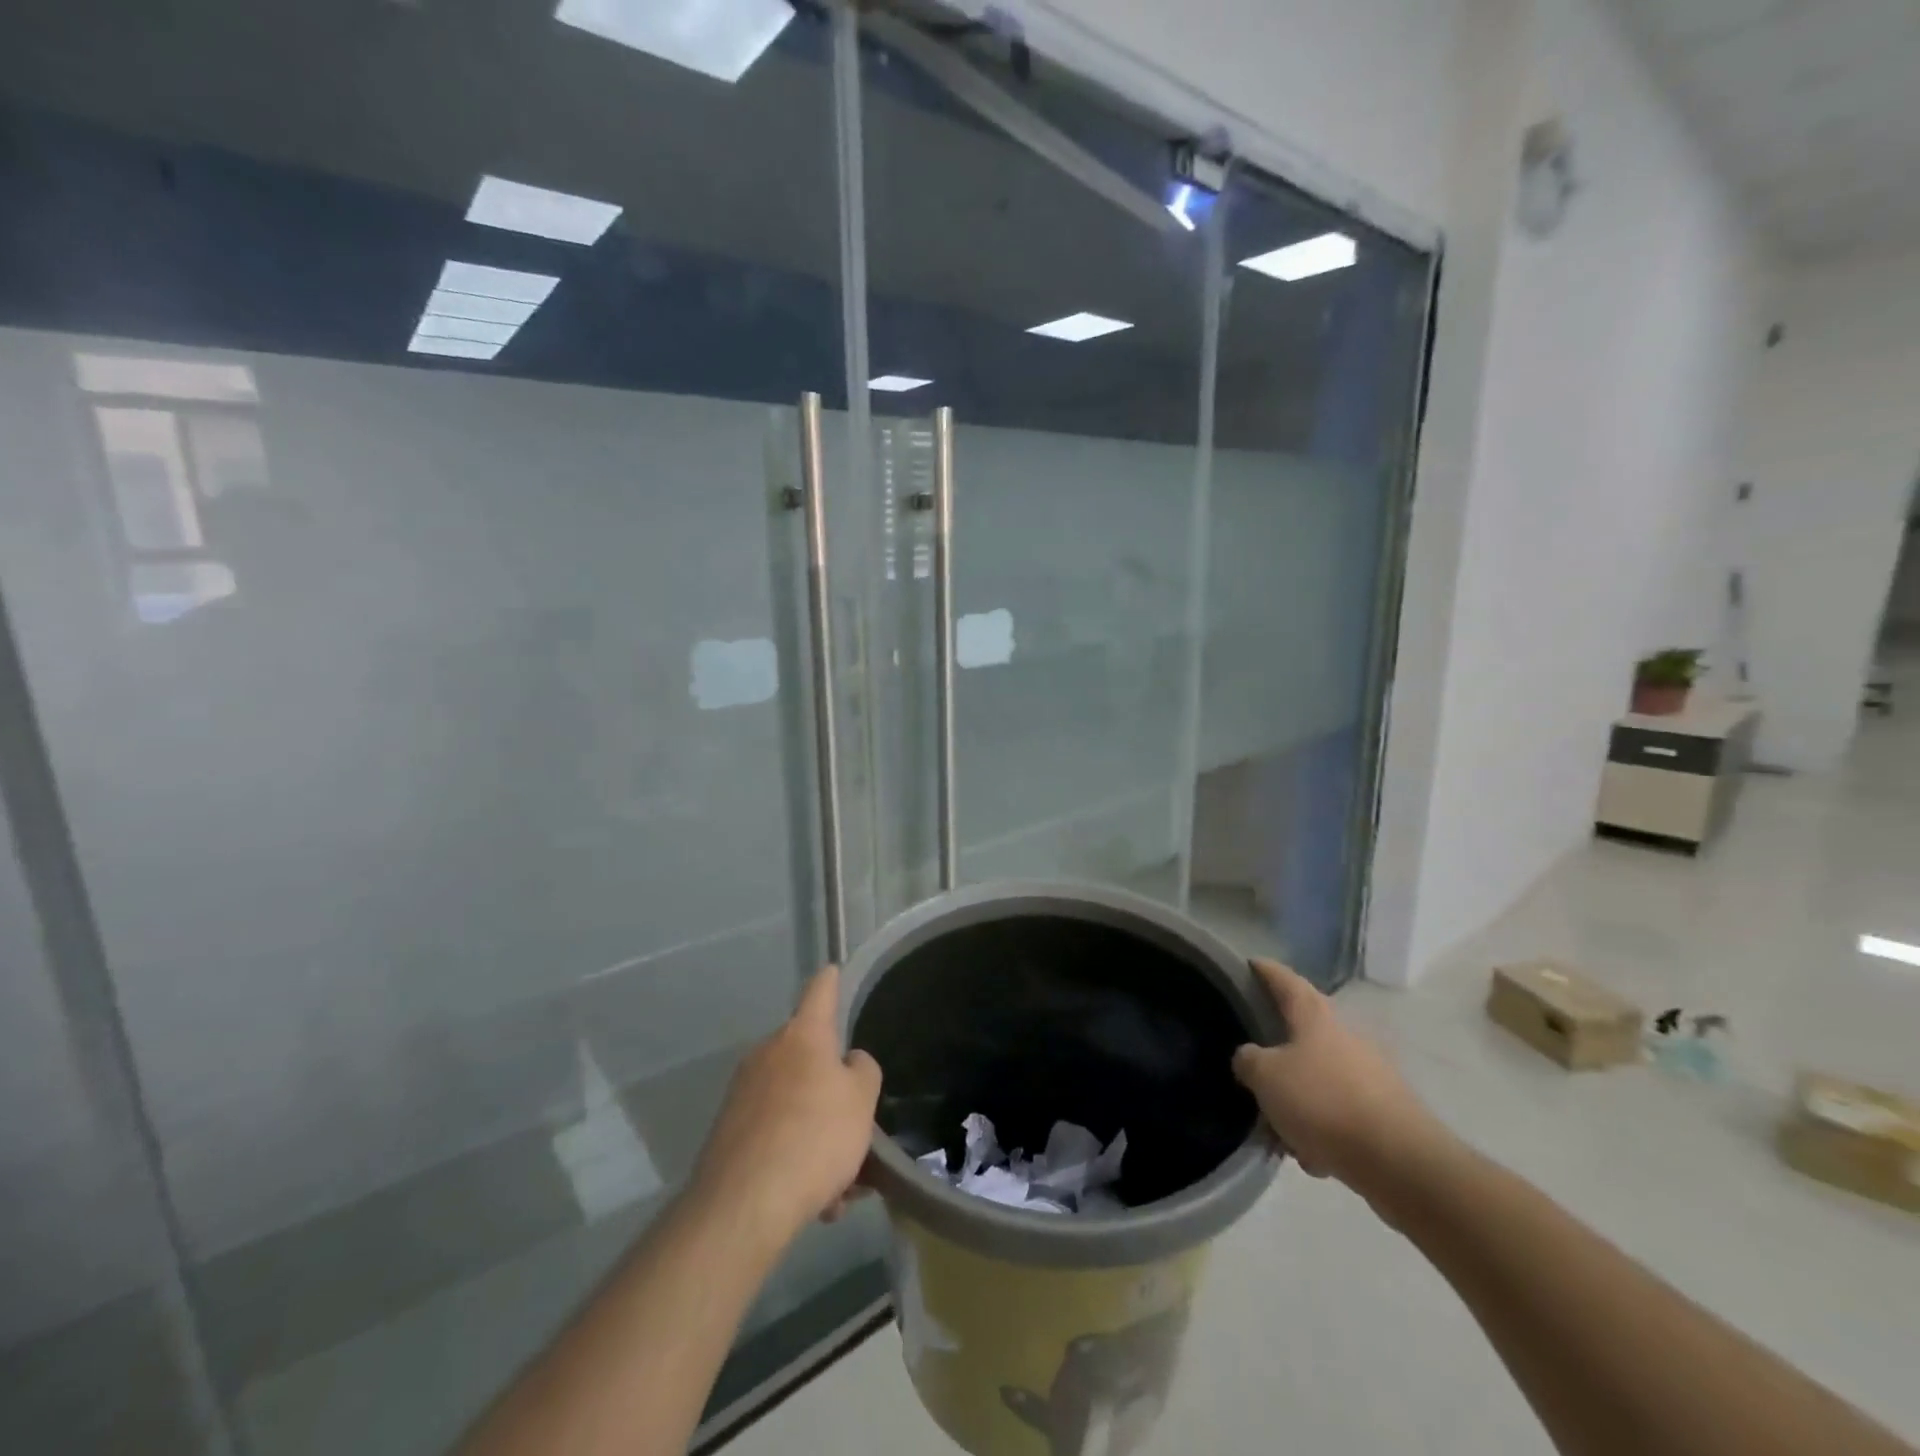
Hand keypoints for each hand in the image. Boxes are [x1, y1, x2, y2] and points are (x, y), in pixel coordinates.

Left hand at [691, 965, 882, 1249]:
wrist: (744, 1204)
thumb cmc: (815, 1136)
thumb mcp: (862, 1100)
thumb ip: (862, 1072)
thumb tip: (847, 1063)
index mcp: (803, 1036)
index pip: (820, 992)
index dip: (831, 981)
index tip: (833, 970)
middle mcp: (768, 1053)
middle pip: (809, 1060)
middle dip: (833, 1092)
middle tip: (857, 1130)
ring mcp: (744, 1092)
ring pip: (795, 1105)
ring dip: (819, 1135)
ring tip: (840, 1187)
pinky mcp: (729, 1132)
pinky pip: (776, 1135)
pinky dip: (796, 1158)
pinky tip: (815, 1201)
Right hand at [1231, 959, 1444, 1203]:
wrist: (1401, 1163)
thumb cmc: (1324, 1103)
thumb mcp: (1266, 1077)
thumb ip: (1248, 1061)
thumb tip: (1249, 1058)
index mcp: (1316, 1017)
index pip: (1286, 980)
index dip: (1265, 970)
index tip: (1250, 963)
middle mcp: (1345, 1036)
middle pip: (1303, 1032)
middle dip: (1278, 1049)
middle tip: (1253, 1064)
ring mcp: (1370, 1074)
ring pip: (1320, 1078)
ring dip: (1299, 1098)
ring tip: (1279, 1129)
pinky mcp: (1385, 1111)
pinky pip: (1340, 1112)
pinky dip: (1323, 1128)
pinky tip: (1313, 1155)